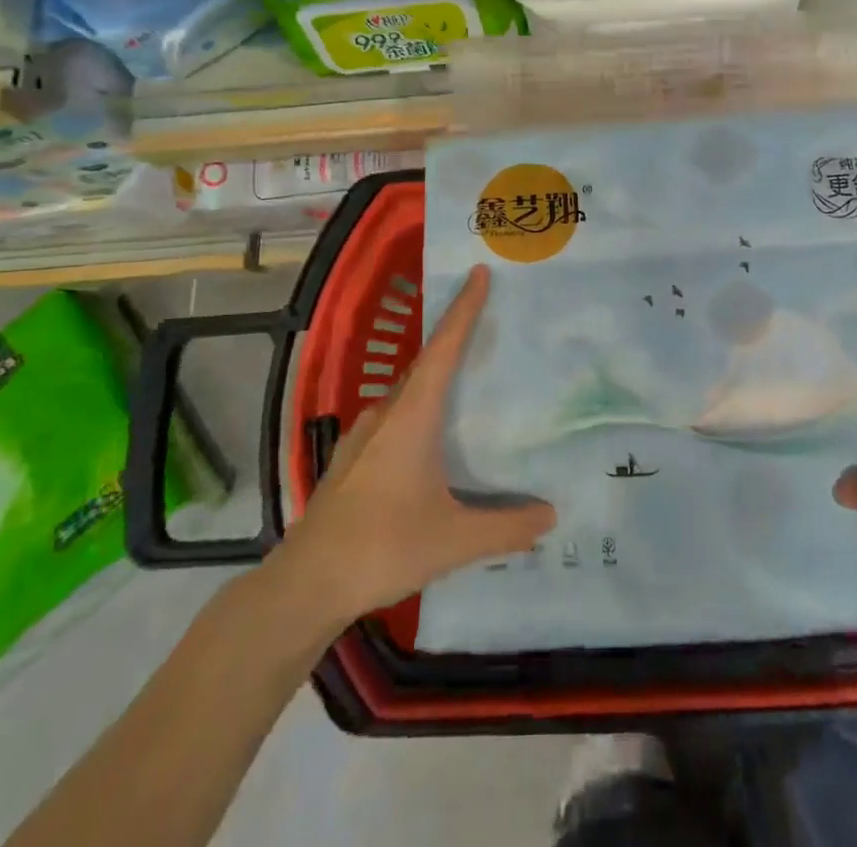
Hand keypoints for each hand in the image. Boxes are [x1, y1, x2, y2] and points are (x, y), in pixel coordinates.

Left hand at [281, 264, 554, 619]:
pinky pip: (395, 418)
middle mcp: (386, 414)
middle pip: (426, 364)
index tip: (479, 274)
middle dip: (455, 340)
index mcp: (412, 416)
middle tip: (491, 329)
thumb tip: (551, 515)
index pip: (443, 348)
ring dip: (437, 381)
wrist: (306, 583)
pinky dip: (420, 412)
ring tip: (470, 387)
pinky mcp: (353, 459)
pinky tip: (433, 443)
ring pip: (408, 394)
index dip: (463, 309)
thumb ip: (505, 527)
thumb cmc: (382, 546)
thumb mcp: (453, 540)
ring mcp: (363, 436)